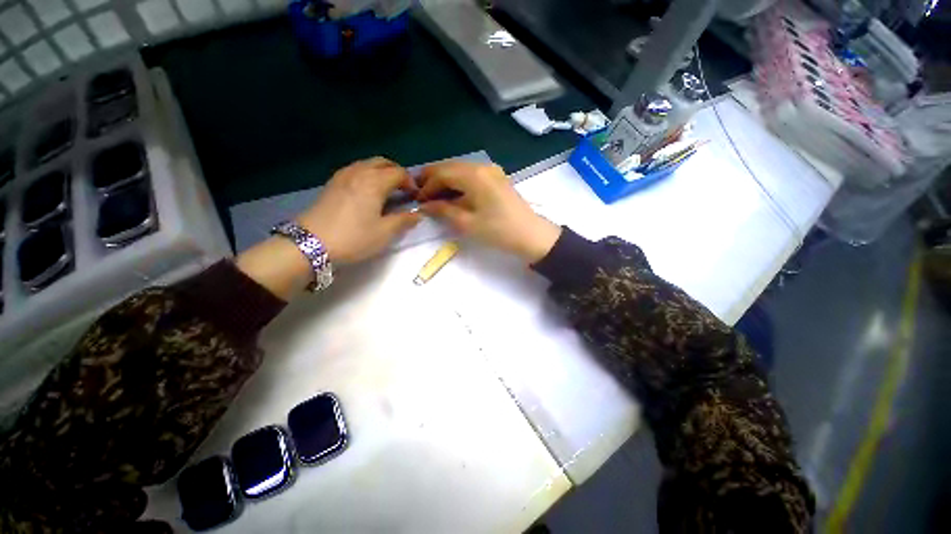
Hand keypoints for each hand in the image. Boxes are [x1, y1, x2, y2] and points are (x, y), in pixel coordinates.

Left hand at [236, 158, 420, 299]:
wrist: (311, 243)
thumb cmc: (354, 238)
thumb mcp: (385, 233)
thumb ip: (404, 221)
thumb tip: (417, 214)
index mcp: (374, 182)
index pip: (399, 173)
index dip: (411, 183)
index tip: (415, 197)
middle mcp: (359, 172)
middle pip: (383, 162)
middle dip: (397, 172)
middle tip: (403, 189)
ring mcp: (343, 175)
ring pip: (367, 164)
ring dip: (382, 172)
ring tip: (387, 190)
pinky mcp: (332, 183)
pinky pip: (355, 170)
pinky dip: (367, 174)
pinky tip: (367, 191)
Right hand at [418, 162, 560, 263]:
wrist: (531, 235)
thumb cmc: (499, 231)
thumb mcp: (467, 223)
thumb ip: (443, 210)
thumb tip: (424, 205)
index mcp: (474, 175)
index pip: (442, 174)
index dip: (427, 186)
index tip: (417, 201)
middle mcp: (482, 166)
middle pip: (450, 167)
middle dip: (433, 179)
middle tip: (420, 193)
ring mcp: (492, 171)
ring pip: (460, 170)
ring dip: (446, 181)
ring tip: (434, 195)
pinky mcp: (497, 178)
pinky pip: (471, 175)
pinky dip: (459, 183)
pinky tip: (453, 194)